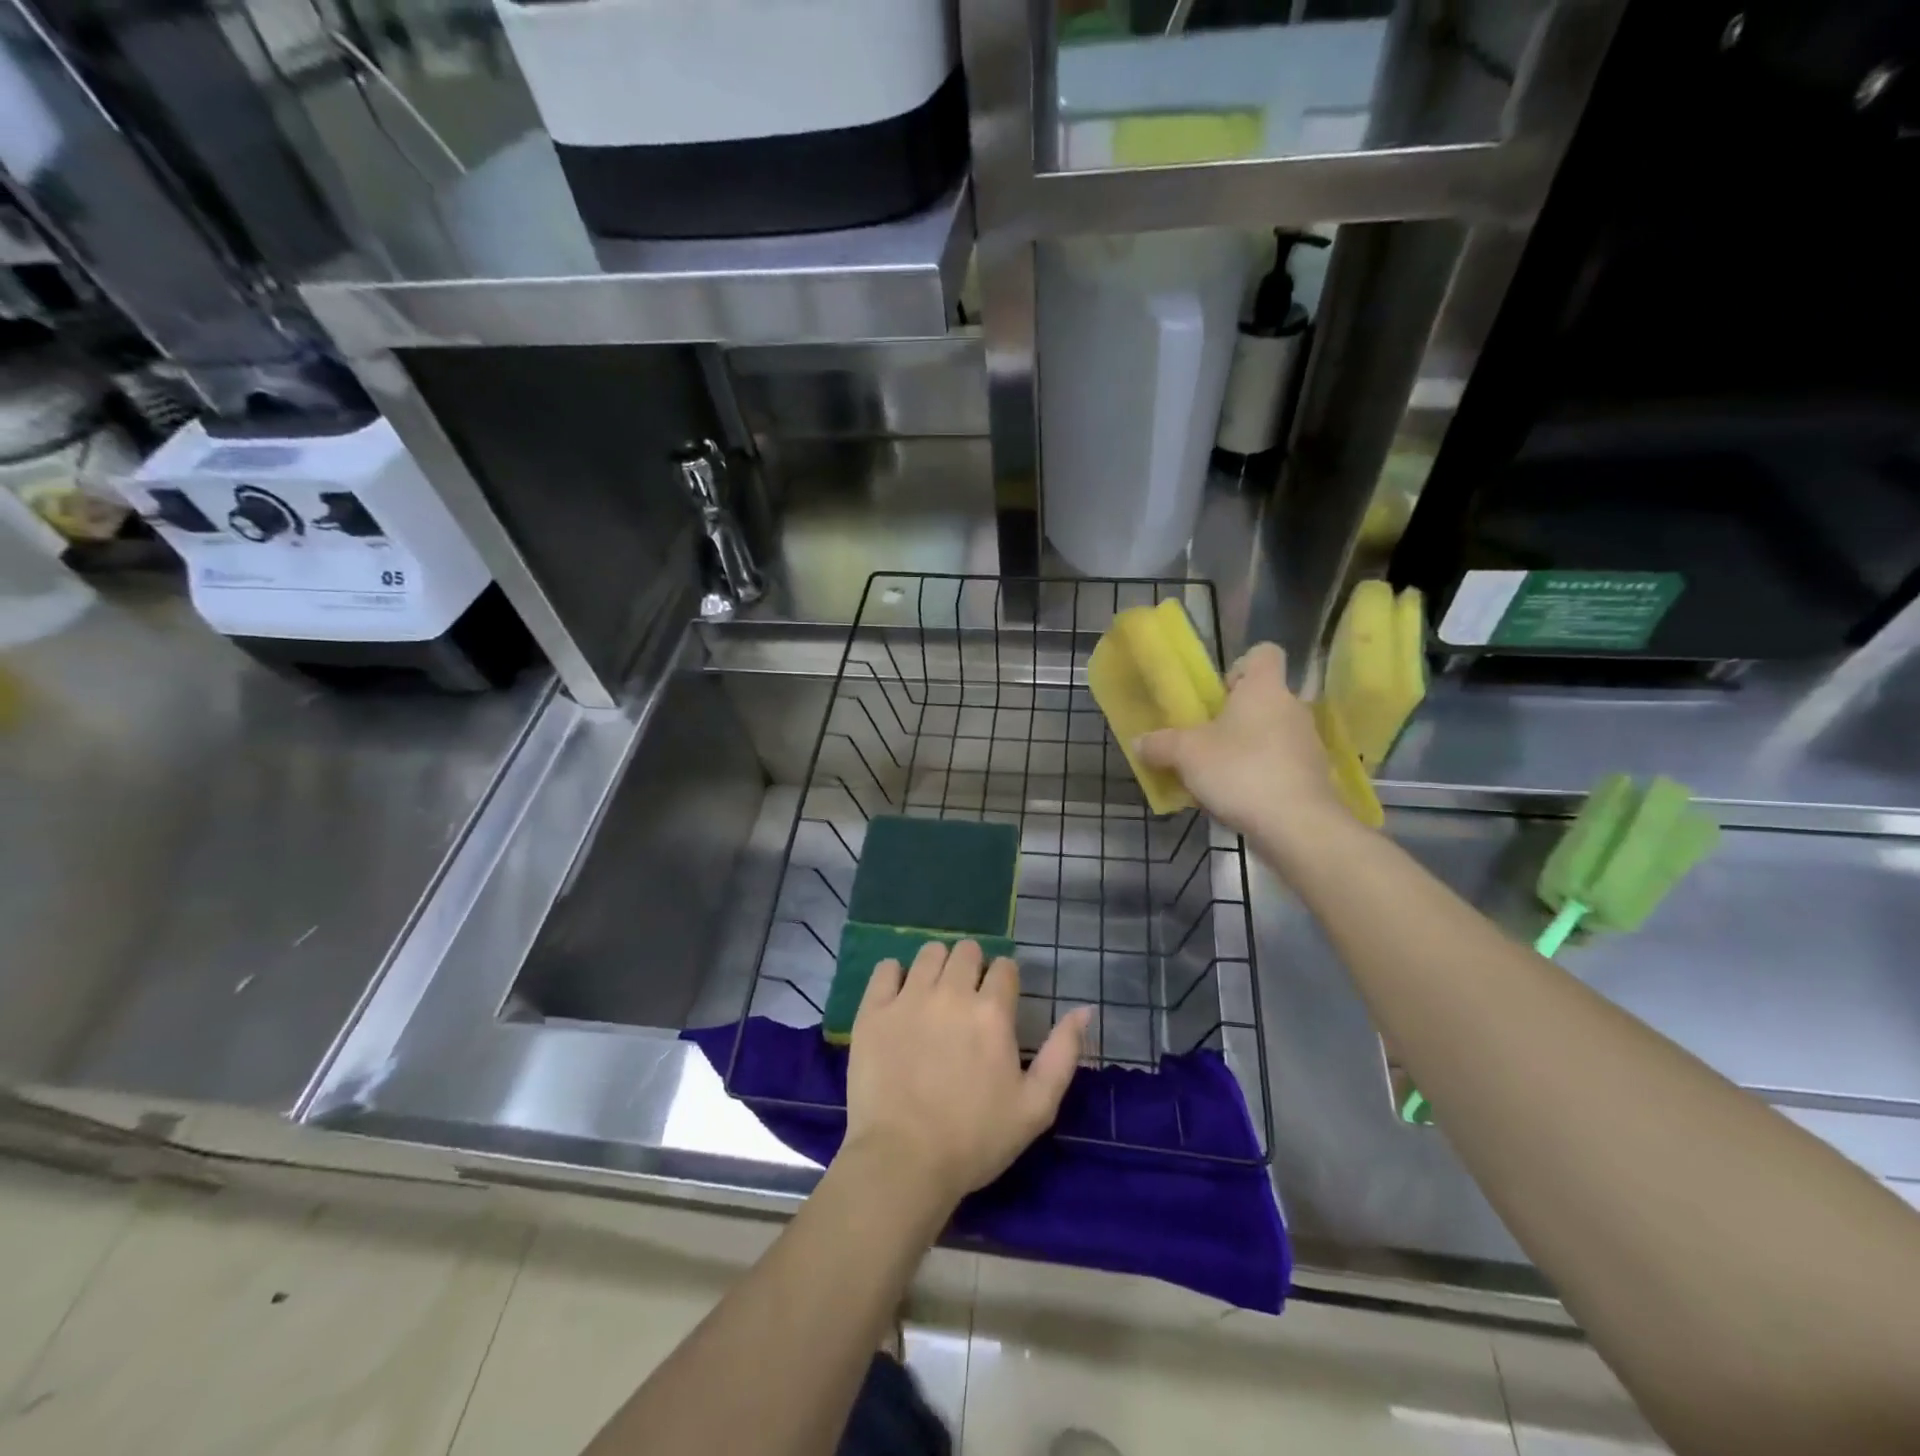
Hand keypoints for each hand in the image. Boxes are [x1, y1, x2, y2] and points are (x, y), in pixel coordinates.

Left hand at [844, 940, 1090, 1212]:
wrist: (903, 1161)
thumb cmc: (975, 1139)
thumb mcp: (1036, 1107)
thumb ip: (1063, 1053)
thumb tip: (1084, 1010)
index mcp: (992, 1011)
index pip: (1004, 967)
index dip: (1004, 981)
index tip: (999, 1002)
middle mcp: (951, 992)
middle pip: (966, 950)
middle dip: (972, 967)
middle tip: (966, 999)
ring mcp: (908, 998)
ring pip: (929, 952)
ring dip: (937, 966)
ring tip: (934, 995)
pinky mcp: (873, 1010)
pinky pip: (886, 968)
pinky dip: (895, 976)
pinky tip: (899, 998)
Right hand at [1135, 643, 1349, 852]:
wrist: (1297, 826)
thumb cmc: (1240, 771)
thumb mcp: (1185, 755)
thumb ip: (1160, 745)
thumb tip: (1139, 742)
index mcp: (1265, 689)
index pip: (1264, 654)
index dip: (1240, 666)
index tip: (1219, 693)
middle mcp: (1293, 708)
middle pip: (1264, 699)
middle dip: (1236, 717)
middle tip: (1207, 739)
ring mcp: (1308, 745)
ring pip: (1272, 735)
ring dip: (1247, 749)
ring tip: (1217, 776)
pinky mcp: (1313, 778)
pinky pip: (1280, 766)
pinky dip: (1261, 776)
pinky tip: (1237, 800)